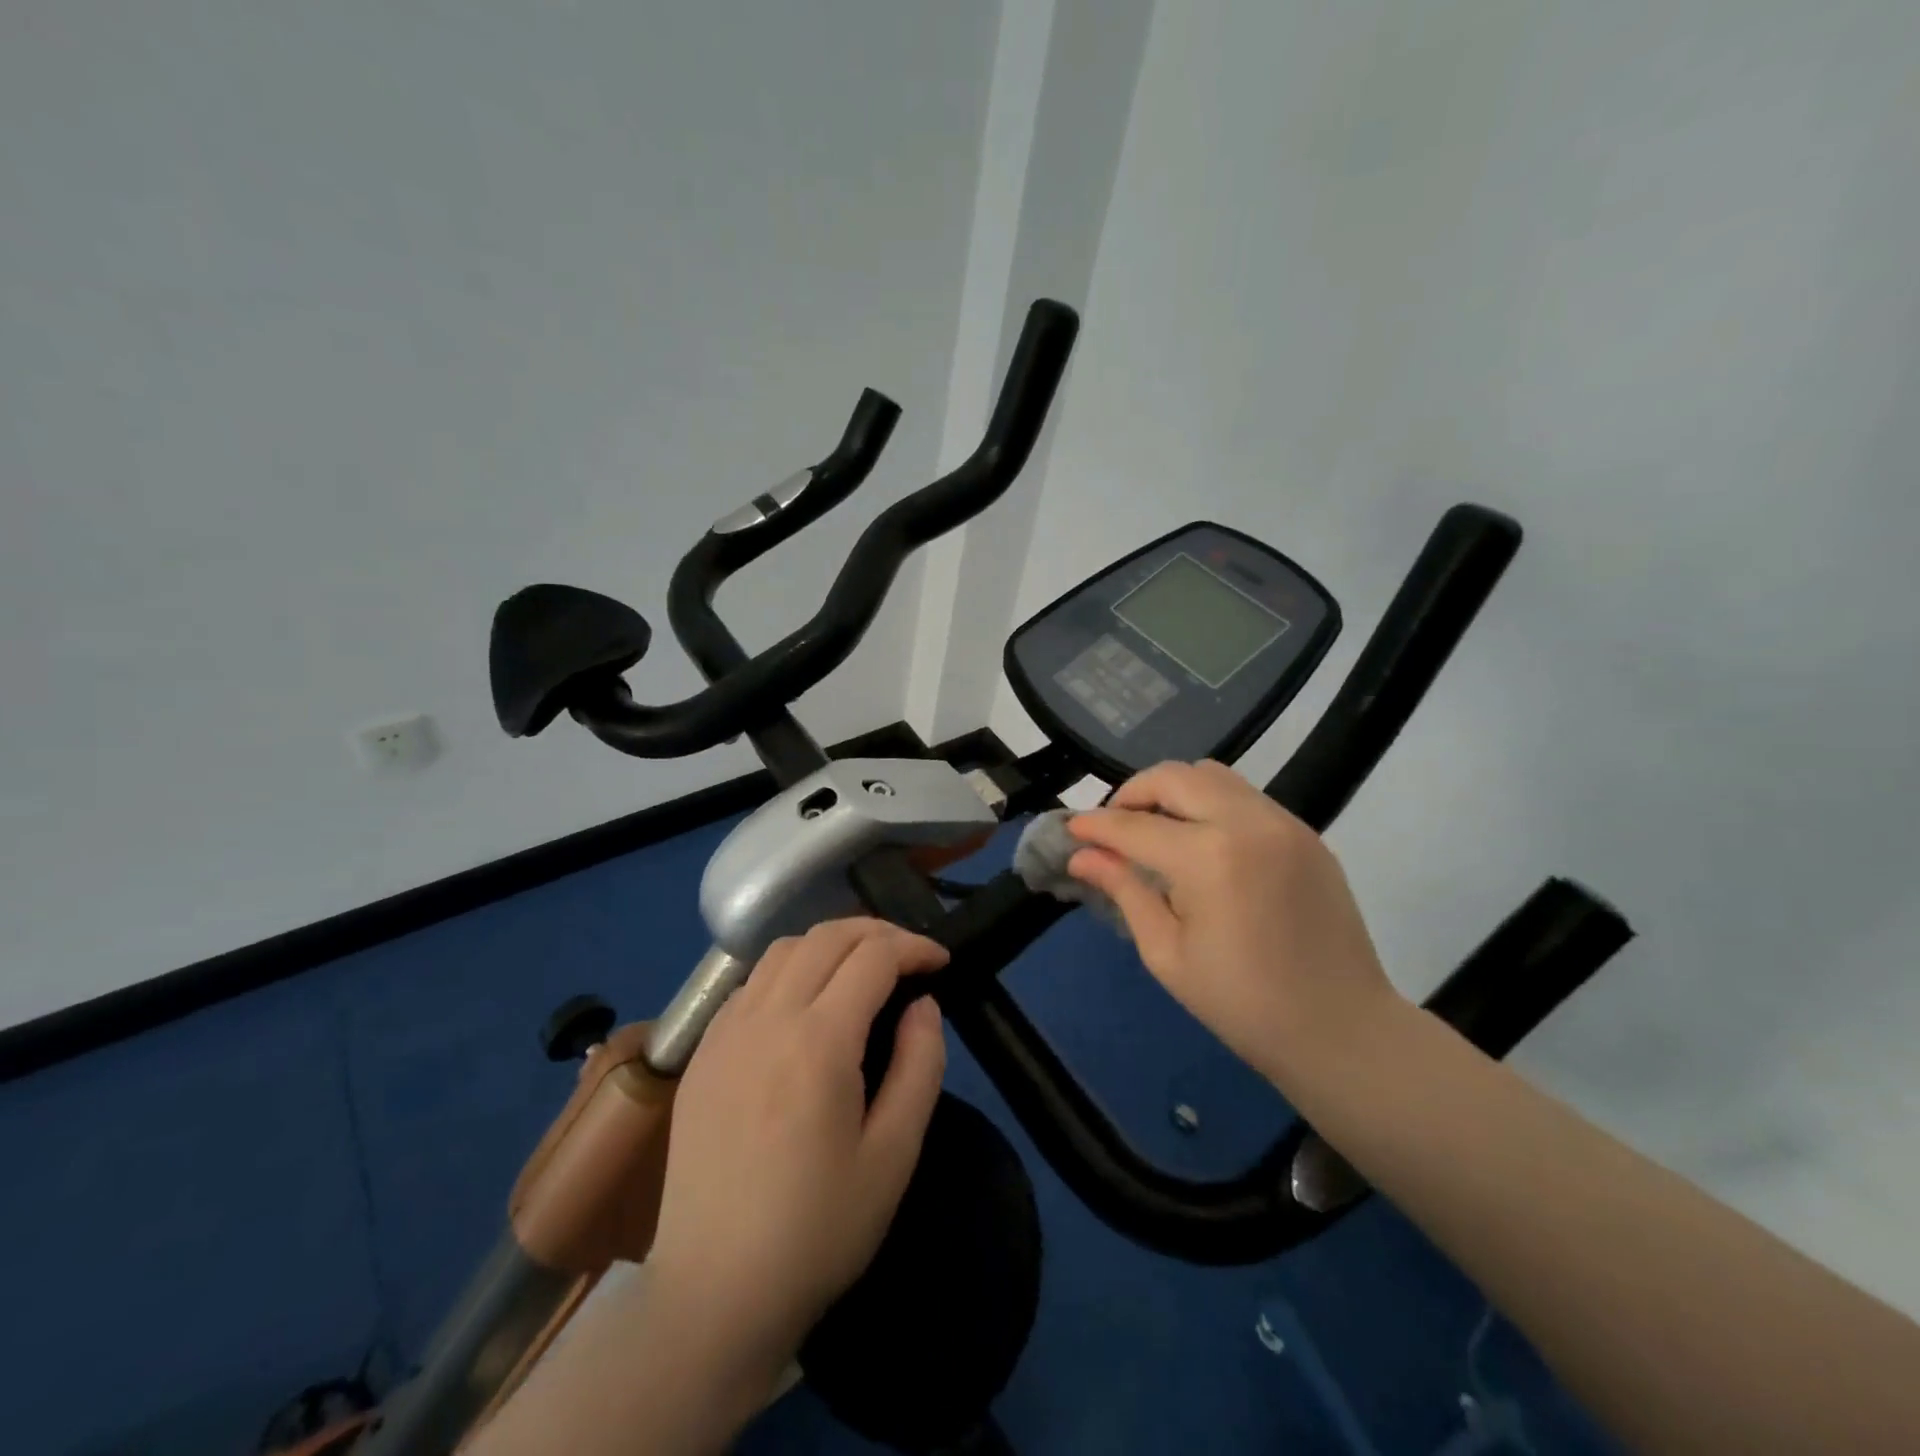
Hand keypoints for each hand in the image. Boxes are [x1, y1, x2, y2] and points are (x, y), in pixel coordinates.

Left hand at [645, 918, 948, 1381]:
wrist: (714, 1294)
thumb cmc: (817, 1230)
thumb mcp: (894, 1155)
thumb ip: (919, 1065)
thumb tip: (923, 1004)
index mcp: (817, 1041)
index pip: (873, 956)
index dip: (915, 946)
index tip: (942, 961)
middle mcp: (766, 1018)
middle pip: (827, 935)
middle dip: (877, 931)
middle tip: (910, 956)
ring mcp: (724, 1031)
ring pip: (784, 949)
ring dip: (831, 943)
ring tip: (862, 970)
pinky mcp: (701, 1052)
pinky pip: (751, 982)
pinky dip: (790, 969)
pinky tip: (807, 1004)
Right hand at [1067, 760, 1395, 1083]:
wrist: (1342, 1030)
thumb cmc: (1243, 1004)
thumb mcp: (1166, 953)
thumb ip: (1124, 891)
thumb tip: (1082, 856)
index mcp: (1209, 859)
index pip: (1135, 825)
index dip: (1095, 825)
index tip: (1069, 829)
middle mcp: (1247, 823)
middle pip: (1174, 776)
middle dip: (1132, 793)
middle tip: (1112, 826)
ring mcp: (1283, 823)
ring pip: (1211, 775)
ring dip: (1172, 791)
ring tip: (1156, 828)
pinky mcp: (1305, 832)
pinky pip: (1244, 796)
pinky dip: (1209, 803)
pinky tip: (1201, 842)